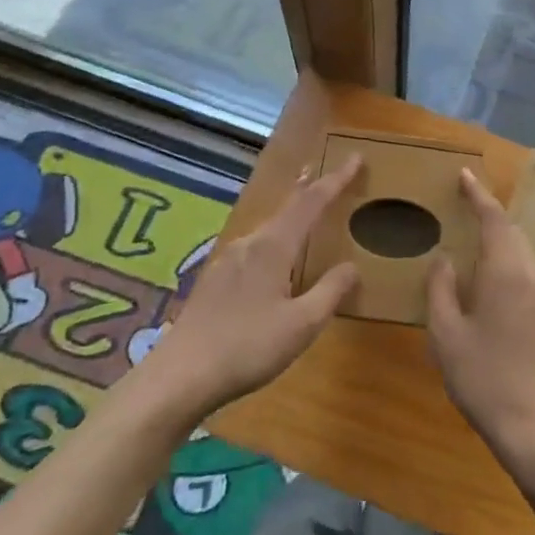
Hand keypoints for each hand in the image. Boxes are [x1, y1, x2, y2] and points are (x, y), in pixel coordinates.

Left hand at [147, 158, 361, 414]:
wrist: (179, 376)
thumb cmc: (247, 347)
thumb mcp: (301, 325)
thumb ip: (330, 292)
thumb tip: (353, 266)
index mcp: (274, 247)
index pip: (311, 202)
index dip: (336, 180)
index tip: (355, 158)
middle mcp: (250, 243)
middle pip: (286, 207)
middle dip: (309, 189)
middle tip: (326, 173)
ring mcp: (228, 260)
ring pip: (268, 226)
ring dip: (290, 212)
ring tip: (303, 206)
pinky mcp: (215, 279)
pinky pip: (254, 245)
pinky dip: (274, 235)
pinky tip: (271, 254)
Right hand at [426, 170, 534, 472]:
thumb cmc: (486, 379)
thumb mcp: (447, 336)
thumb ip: (441, 290)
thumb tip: (444, 260)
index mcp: (507, 270)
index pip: (494, 218)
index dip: (478, 194)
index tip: (464, 175)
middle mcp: (534, 275)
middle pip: (513, 232)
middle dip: (490, 216)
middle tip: (465, 207)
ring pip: (524, 255)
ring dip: (502, 242)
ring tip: (475, 245)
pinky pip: (531, 278)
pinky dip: (511, 267)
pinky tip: (494, 289)